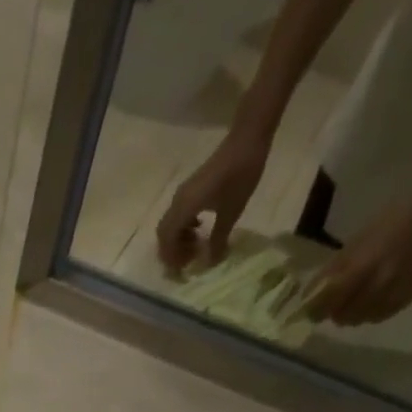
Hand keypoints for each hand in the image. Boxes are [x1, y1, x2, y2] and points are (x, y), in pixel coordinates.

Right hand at [155, 126, 271, 275]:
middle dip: (172, 252)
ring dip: (178, 240)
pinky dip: (184, 228)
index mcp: (184, 208)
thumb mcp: (232, 212)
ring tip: (195, 248)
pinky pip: (178, 215)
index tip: (182, 272)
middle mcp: (178, 202)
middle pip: (164, 234)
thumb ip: (218, 240)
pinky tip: (199, 230)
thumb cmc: (240, 175)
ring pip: (170, 224)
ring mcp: (183, 194)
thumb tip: (210, 263)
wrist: (247, 139)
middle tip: (188, 262)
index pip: (167, 240)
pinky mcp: (190, 190)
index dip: (171, 259)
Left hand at [304, 198, 411, 325]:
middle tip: (337, 300)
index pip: (326, 304)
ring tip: (358, 295)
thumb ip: (330, 273)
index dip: (315, 310)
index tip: (312, 308)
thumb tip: (307, 297)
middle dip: (335, 312)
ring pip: (360, 320)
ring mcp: (393, 295)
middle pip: (342, 317)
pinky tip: (375, 296)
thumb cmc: (388, 225)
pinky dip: (371, 312)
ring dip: (353, 313)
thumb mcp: (353, 245)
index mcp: (359, 270)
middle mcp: (376, 287)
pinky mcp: (406, 299)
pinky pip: (379, 317)